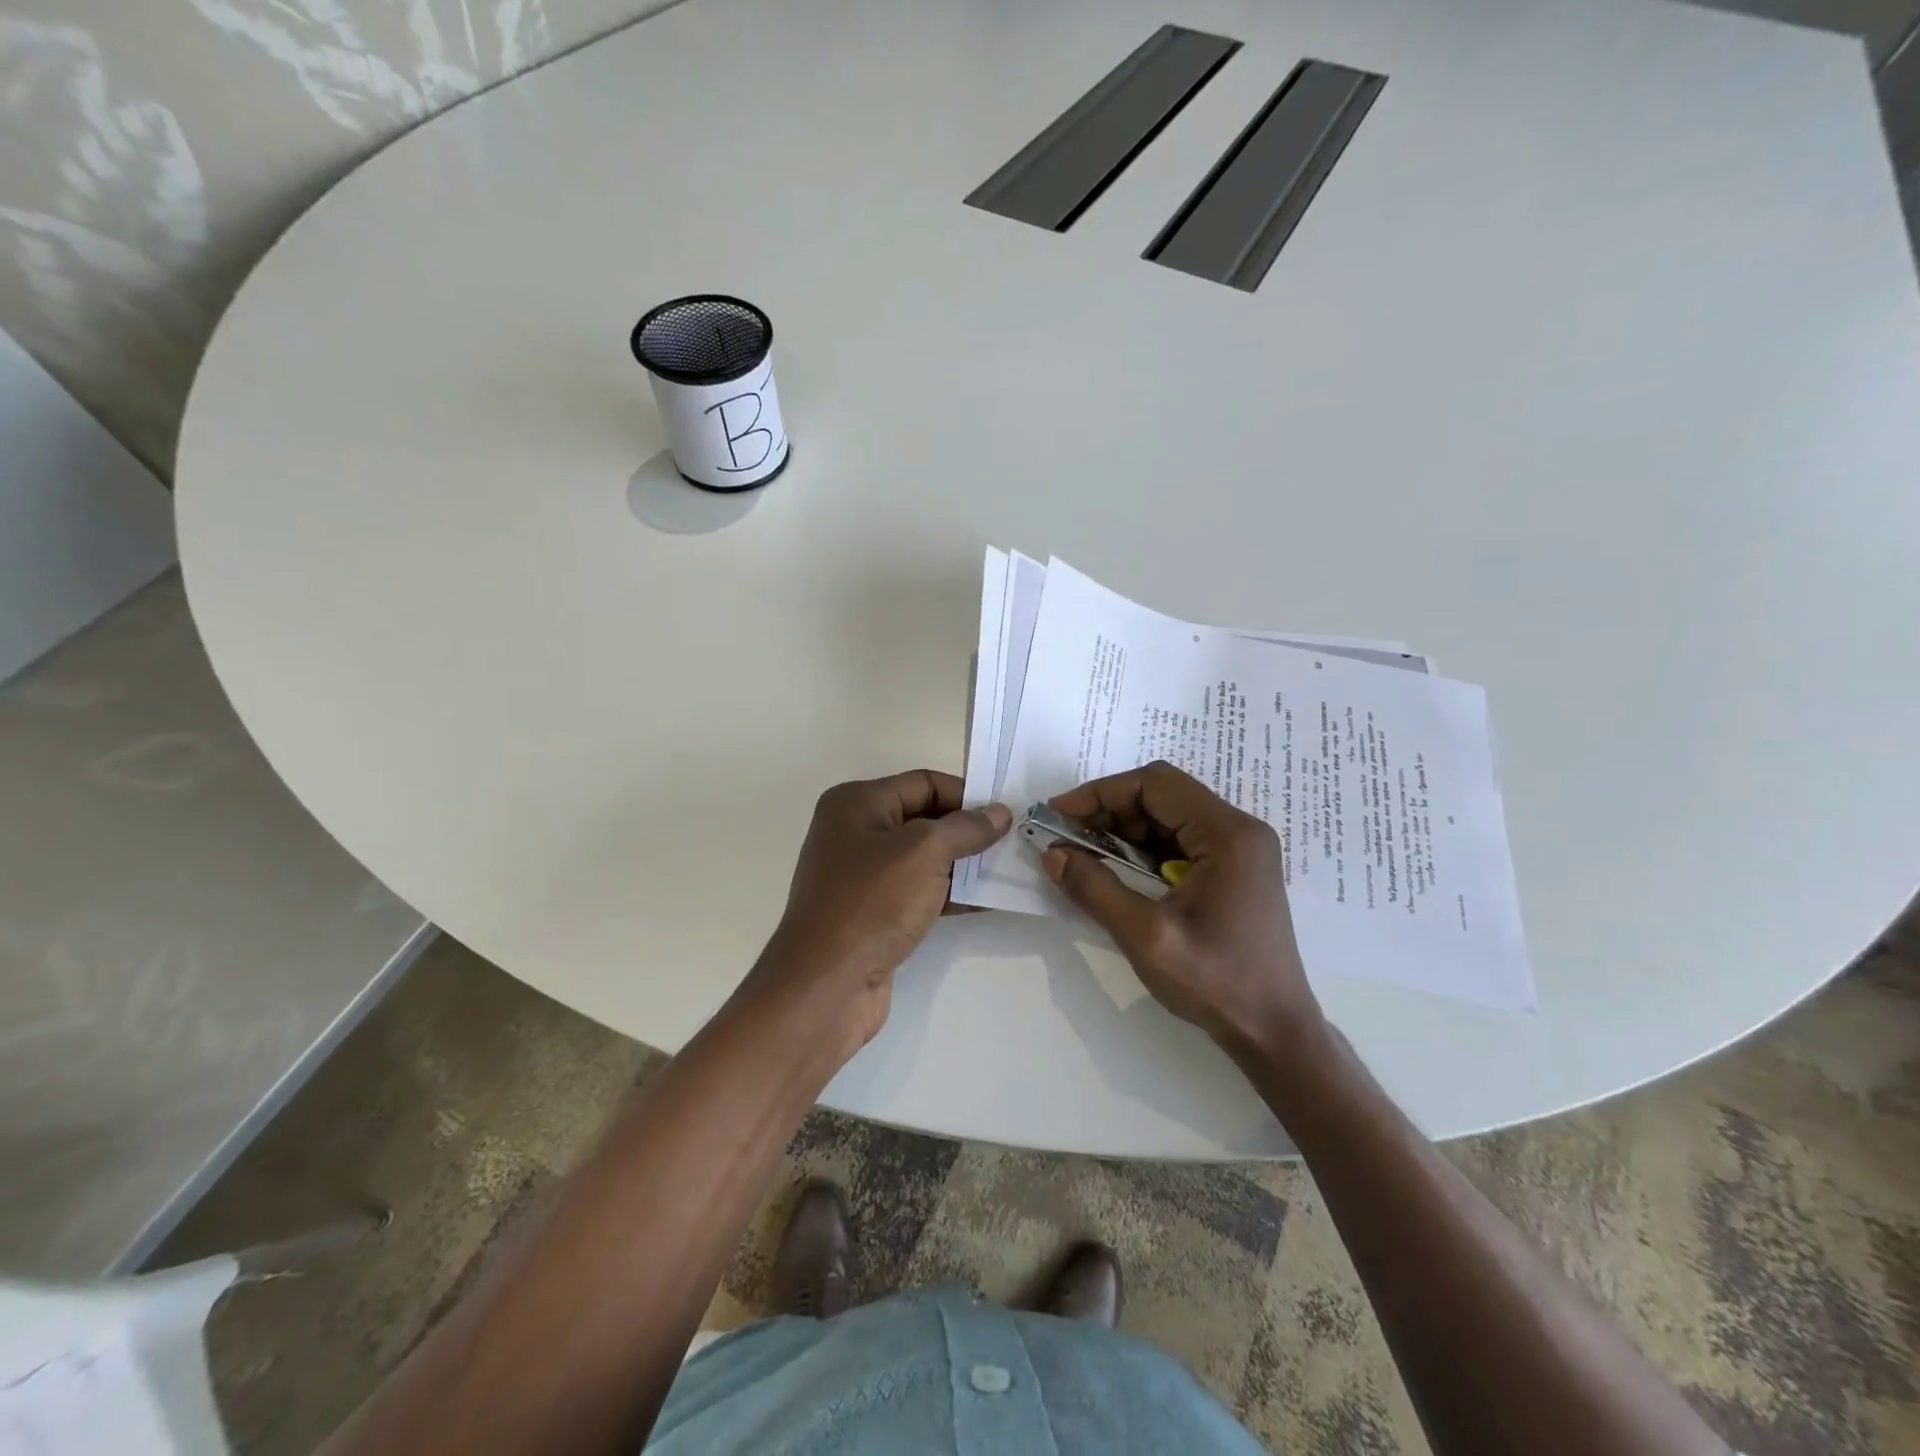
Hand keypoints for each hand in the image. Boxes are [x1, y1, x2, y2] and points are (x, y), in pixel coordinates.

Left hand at [748, 770, 1010, 1059]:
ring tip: (1010, 870)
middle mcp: (855, 832)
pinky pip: (920, 891)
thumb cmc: (872, 903)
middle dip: (968, 830)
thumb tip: (998, 812)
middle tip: (1014, 841)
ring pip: (924, 858)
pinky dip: (951, 894)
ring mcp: (863, 876)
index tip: (1006, 812)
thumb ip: (966, 828)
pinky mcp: (874, 913)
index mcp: (857, 803)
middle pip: (924, 819)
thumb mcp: (924, 852)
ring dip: (965, 864)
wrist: (826, 986)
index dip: (966, 794)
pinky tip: (988, 901)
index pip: (923, 783)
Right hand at [1043, 761, 1321, 1054]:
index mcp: (1227, 834)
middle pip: (1162, 795)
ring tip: (1083, 853)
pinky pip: (1179, 841)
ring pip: (1168, 816)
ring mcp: (1238, 849)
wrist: (1274, 1031)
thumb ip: (1095, 888)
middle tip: (1065, 836)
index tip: (1059, 815)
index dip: (1100, 793)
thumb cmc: (1216, 982)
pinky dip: (1142, 849)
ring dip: (1123, 829)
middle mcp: (1238, 829)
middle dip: (1108, 810)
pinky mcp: (1233, 869)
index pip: (1154, 784)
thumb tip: (1052, 853)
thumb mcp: (1146, 936)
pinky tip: (1116, 870)